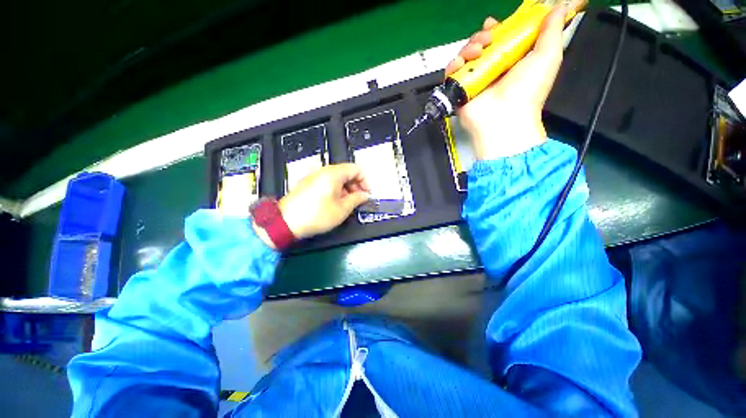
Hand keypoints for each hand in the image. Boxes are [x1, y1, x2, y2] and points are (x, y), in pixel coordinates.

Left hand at [277, 163, 369, 239]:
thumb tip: (365, 195)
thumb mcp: (342, 209)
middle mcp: (323, 171)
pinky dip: (335, 189)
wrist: (286, 222)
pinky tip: (335, 202)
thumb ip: (357, 199)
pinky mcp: (308, 183)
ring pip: (336, 177)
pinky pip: (326, 181)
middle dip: (355, 185)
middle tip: (358, 199)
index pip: (356, 169)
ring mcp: (314, 176)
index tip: (366, 193)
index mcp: (333, 174)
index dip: (365, 181)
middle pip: (346, 172)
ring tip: (347, 203)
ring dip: (346, 188)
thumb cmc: (316, 215)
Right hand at [445, 5, 568, 158]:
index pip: (501, 38)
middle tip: (487, 40)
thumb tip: (559, 7)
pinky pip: (452, 73)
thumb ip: (552, 30)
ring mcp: (475, 80)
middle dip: (482, 36)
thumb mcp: (548, 57)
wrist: (503, 118)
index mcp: (512, 60)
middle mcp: (492, 69)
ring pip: (466, 56)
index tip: (496, 24)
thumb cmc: (528, 90)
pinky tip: (461, 64)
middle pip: (481, 44)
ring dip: (469, 48)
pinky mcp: (460, 90)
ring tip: (476, 53)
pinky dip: (453, 65)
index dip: (498, 28)